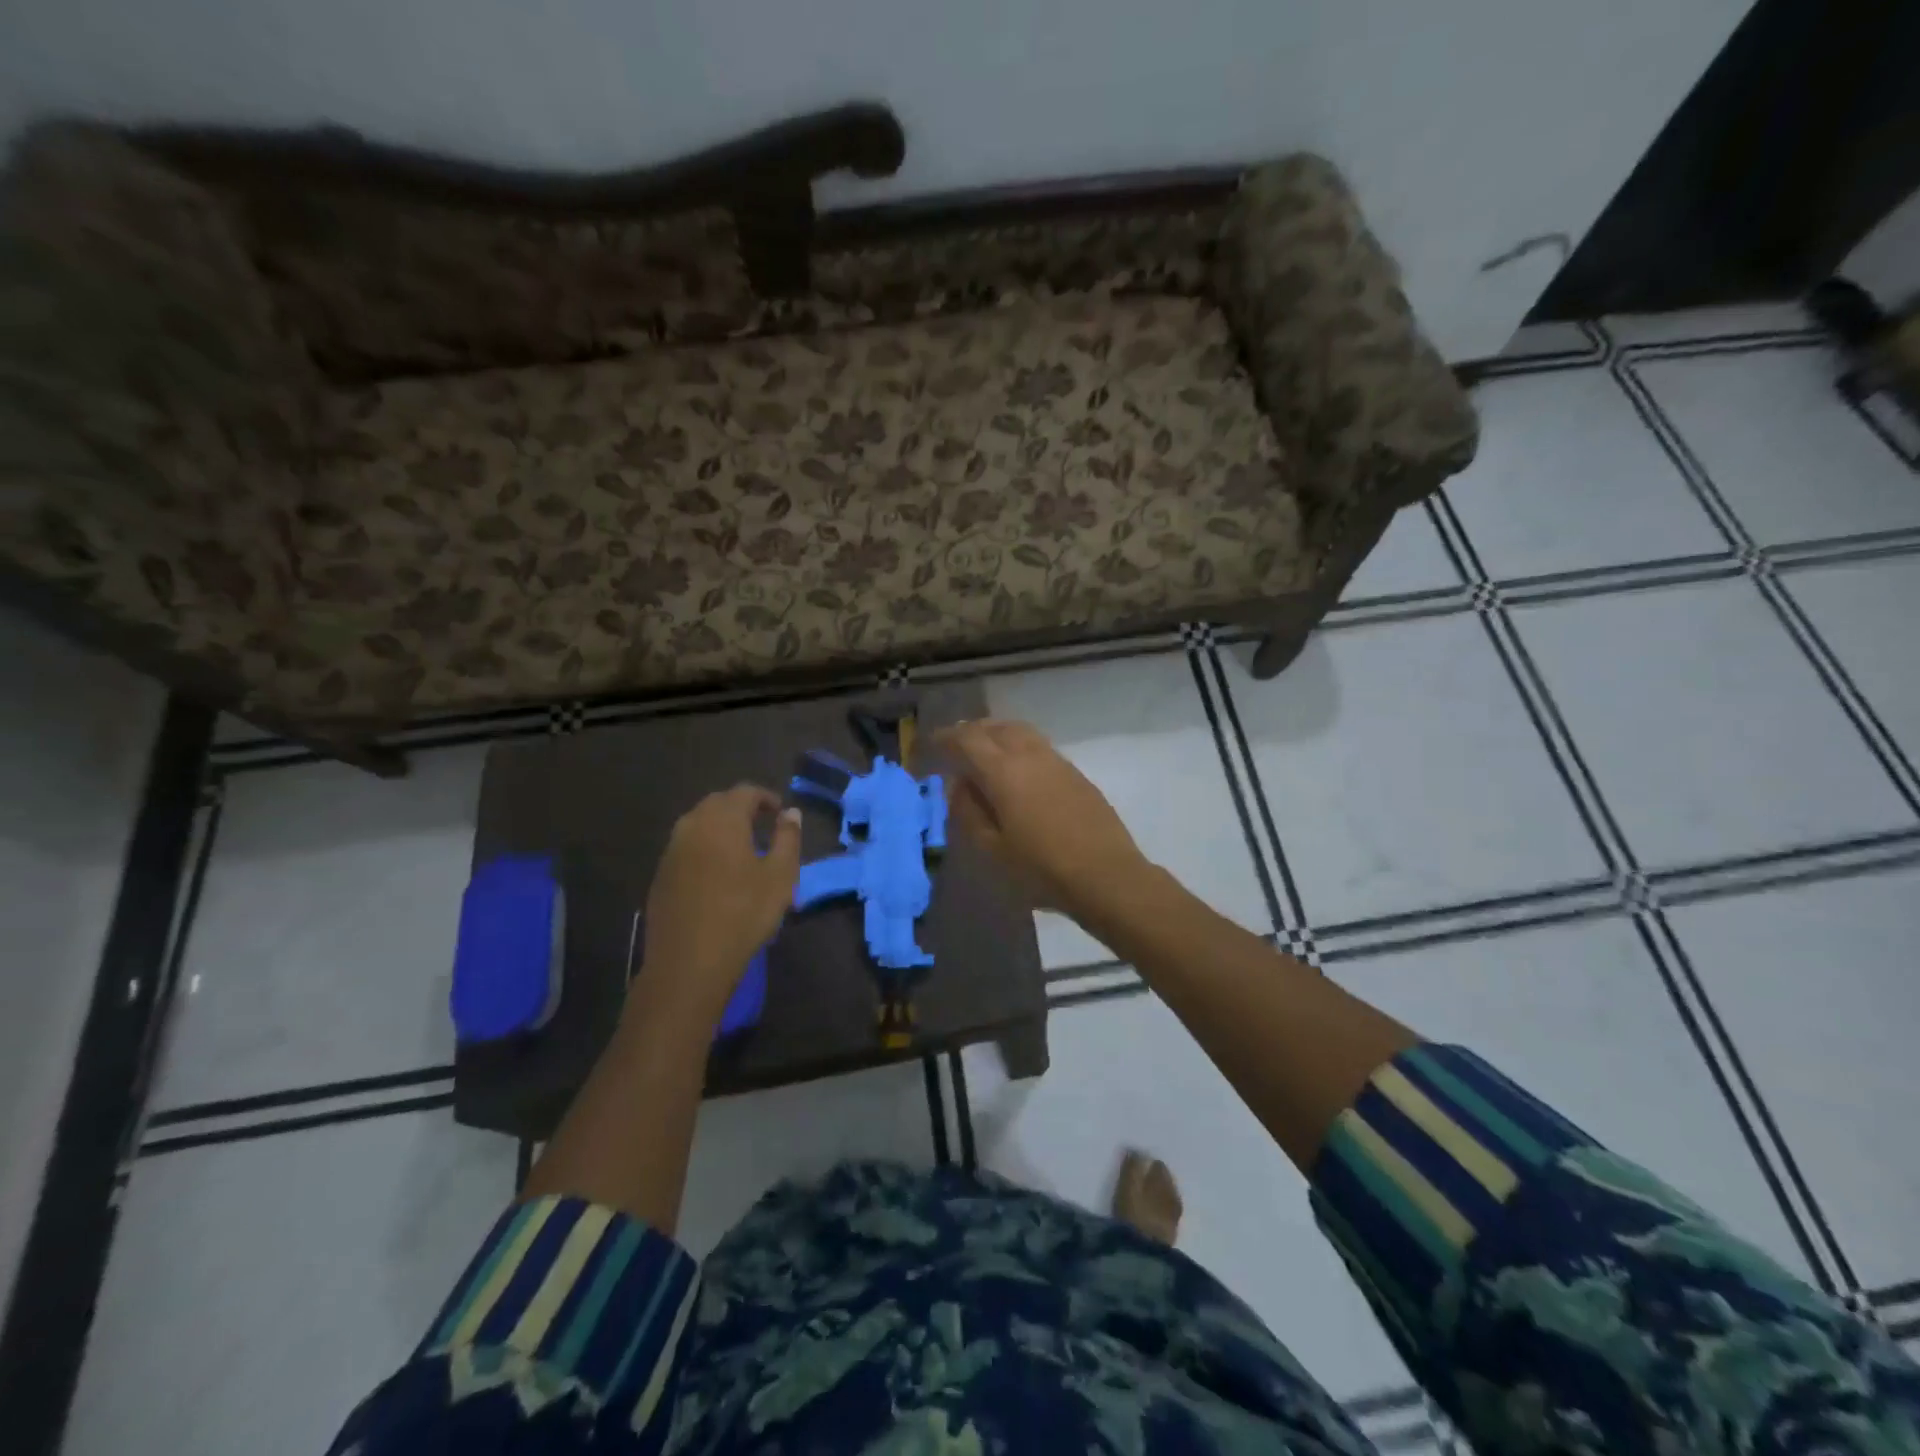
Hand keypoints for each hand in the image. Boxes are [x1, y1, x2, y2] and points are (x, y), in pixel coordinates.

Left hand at [640, 785, 800, 1019]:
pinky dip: (704, 849)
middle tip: (762, 826)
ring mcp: (671, 851)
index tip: (780, 813)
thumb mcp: (780, 875)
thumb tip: (791, 813)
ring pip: (698, 825)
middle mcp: (692, 826)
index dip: (766, 797)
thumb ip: (788, 838)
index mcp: (722, 820)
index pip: (745, 792)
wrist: (689, 962)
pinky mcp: (660, 876)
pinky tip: (717, 874)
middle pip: (718, 803)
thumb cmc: (743, 914)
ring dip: (720, 828)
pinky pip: (686, 848)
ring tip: (741, 849)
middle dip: (741, 808)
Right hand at [935, 720, 1149, 924]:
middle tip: (956, 745)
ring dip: (998, 734)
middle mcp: (1030, 756)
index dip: (946, 738)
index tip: (932, 744)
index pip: (967, 740)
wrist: (1106, 876)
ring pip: (1021, 732)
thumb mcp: (992, 849)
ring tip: (985, 753)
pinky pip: (1039, 747)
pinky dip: (1019, 747)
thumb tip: (958, 785)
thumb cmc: (1041, 869)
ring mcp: (1057, 762)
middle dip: (972, 731)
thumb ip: (969, 812)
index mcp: (1003, 771)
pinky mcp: (1076, 774)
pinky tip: (1018, 771)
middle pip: (996, 727)